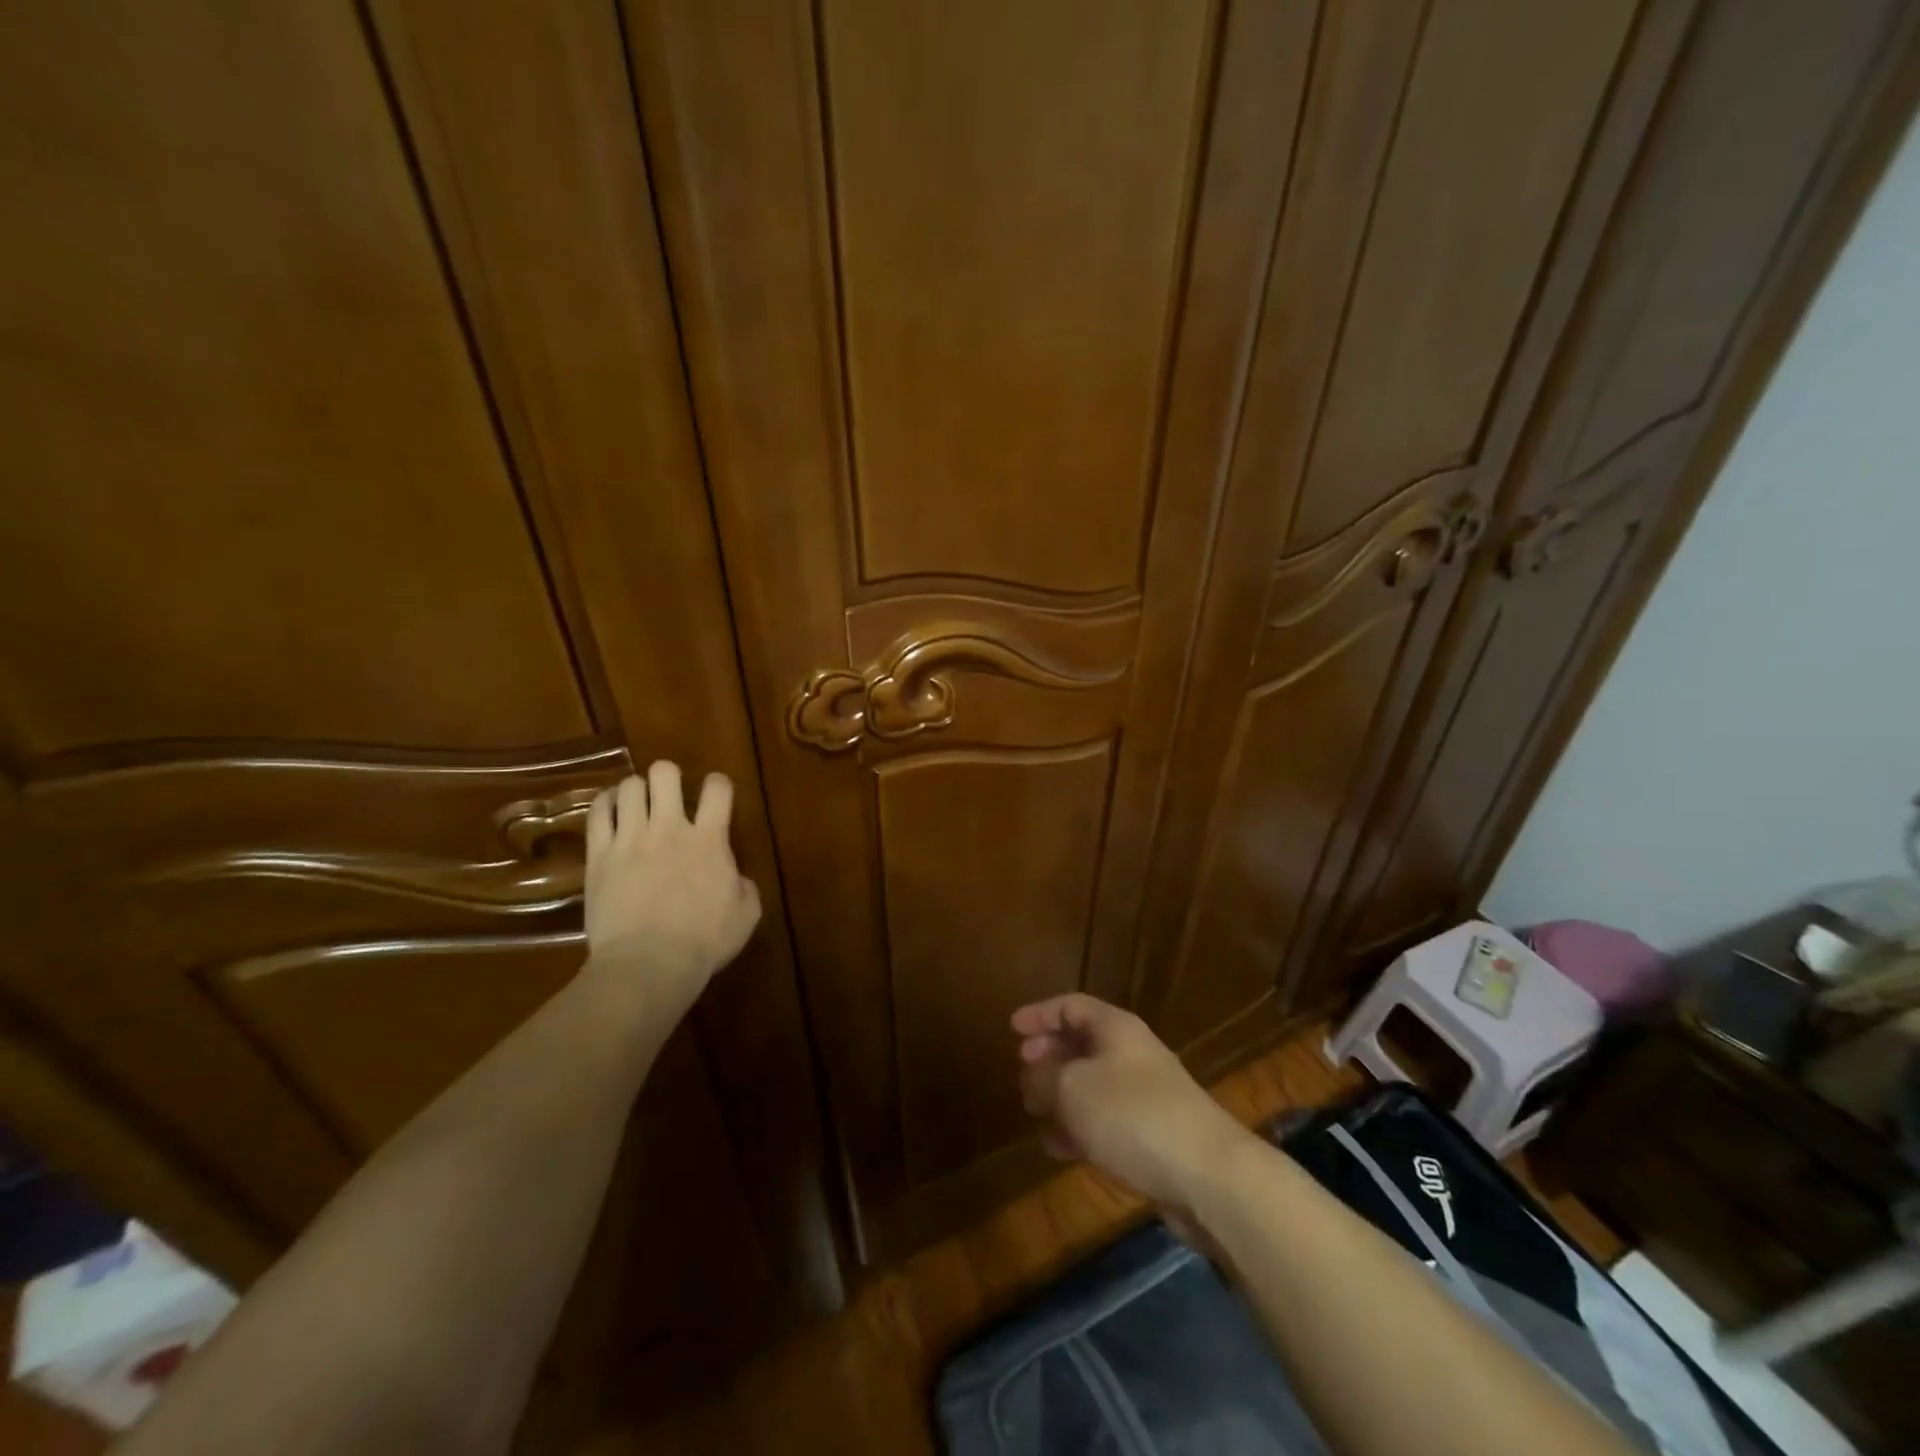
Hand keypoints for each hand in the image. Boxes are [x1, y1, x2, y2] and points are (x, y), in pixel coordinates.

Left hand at [582, 762, 760, 1015]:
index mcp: (710, 839)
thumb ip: (745, 886)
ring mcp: (630, 839)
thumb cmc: (703, 942)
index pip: (717, 788)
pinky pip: (597, 813)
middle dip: (668, 776)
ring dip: (636, 790)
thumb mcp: (746, 914)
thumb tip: (736, 876)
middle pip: (665, 774)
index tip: (716, 794)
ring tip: (637, 803)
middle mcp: (669, 828)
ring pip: (628, 787)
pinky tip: (610, 809)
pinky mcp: (599, 855)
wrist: (648, 964)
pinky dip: (605, 804)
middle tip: (669, 794)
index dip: (718, 784)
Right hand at [1013, 994, 1253, 1215]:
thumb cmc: (1132, 1115)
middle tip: (1022, 1072)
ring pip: (1092, 1086)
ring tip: (1033, 1113)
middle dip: (1049, 1057)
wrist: (1207, 1175)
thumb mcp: (1072, 1089)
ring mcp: (1144, 1096)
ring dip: (1061, 1096)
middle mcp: (1132, 1054)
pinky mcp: (1152, 1136)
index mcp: (1116, 1029)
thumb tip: (1032, 1077)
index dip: (1040, 1014)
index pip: (1072, 1006)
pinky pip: (1106, 1121)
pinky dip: (1079, 1128)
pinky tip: (1059, 1148)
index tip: (1012, 1029)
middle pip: (1083, 1044)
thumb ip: (1043, 1078)